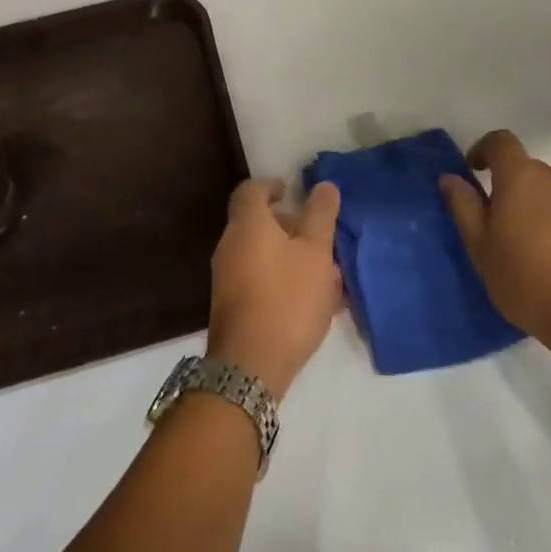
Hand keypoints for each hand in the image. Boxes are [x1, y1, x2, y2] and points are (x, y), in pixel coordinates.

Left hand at [207, 179, 343, 399]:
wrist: (250, 366)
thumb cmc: (287, 298)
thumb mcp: (316, 253)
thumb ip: (320, 216)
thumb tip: (324, 185)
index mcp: (247, 225)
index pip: (250, 190)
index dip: (270, 185)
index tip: (290, 190)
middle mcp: (230, 245)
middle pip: (256, 223)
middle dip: (287, 225)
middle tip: (316, 235)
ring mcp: (226, 278)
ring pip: (260, 253)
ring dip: (288, 255)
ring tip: (323, 272)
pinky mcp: (231, 306)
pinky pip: (258, 279)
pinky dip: (281, 278)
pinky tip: (310, 301)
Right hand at [440, 130, 550, 366]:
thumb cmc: (526, 280)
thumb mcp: (481, 247)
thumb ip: (464, 207)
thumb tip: (450, 177)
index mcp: (520, 178)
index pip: (501, 141)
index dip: (483, 149)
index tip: (472, 172)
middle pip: (524, 167)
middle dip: (505, 184)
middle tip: (491, 221)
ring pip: (546, 191)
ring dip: (529, 204)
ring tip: (520, 245)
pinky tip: (548, 259)